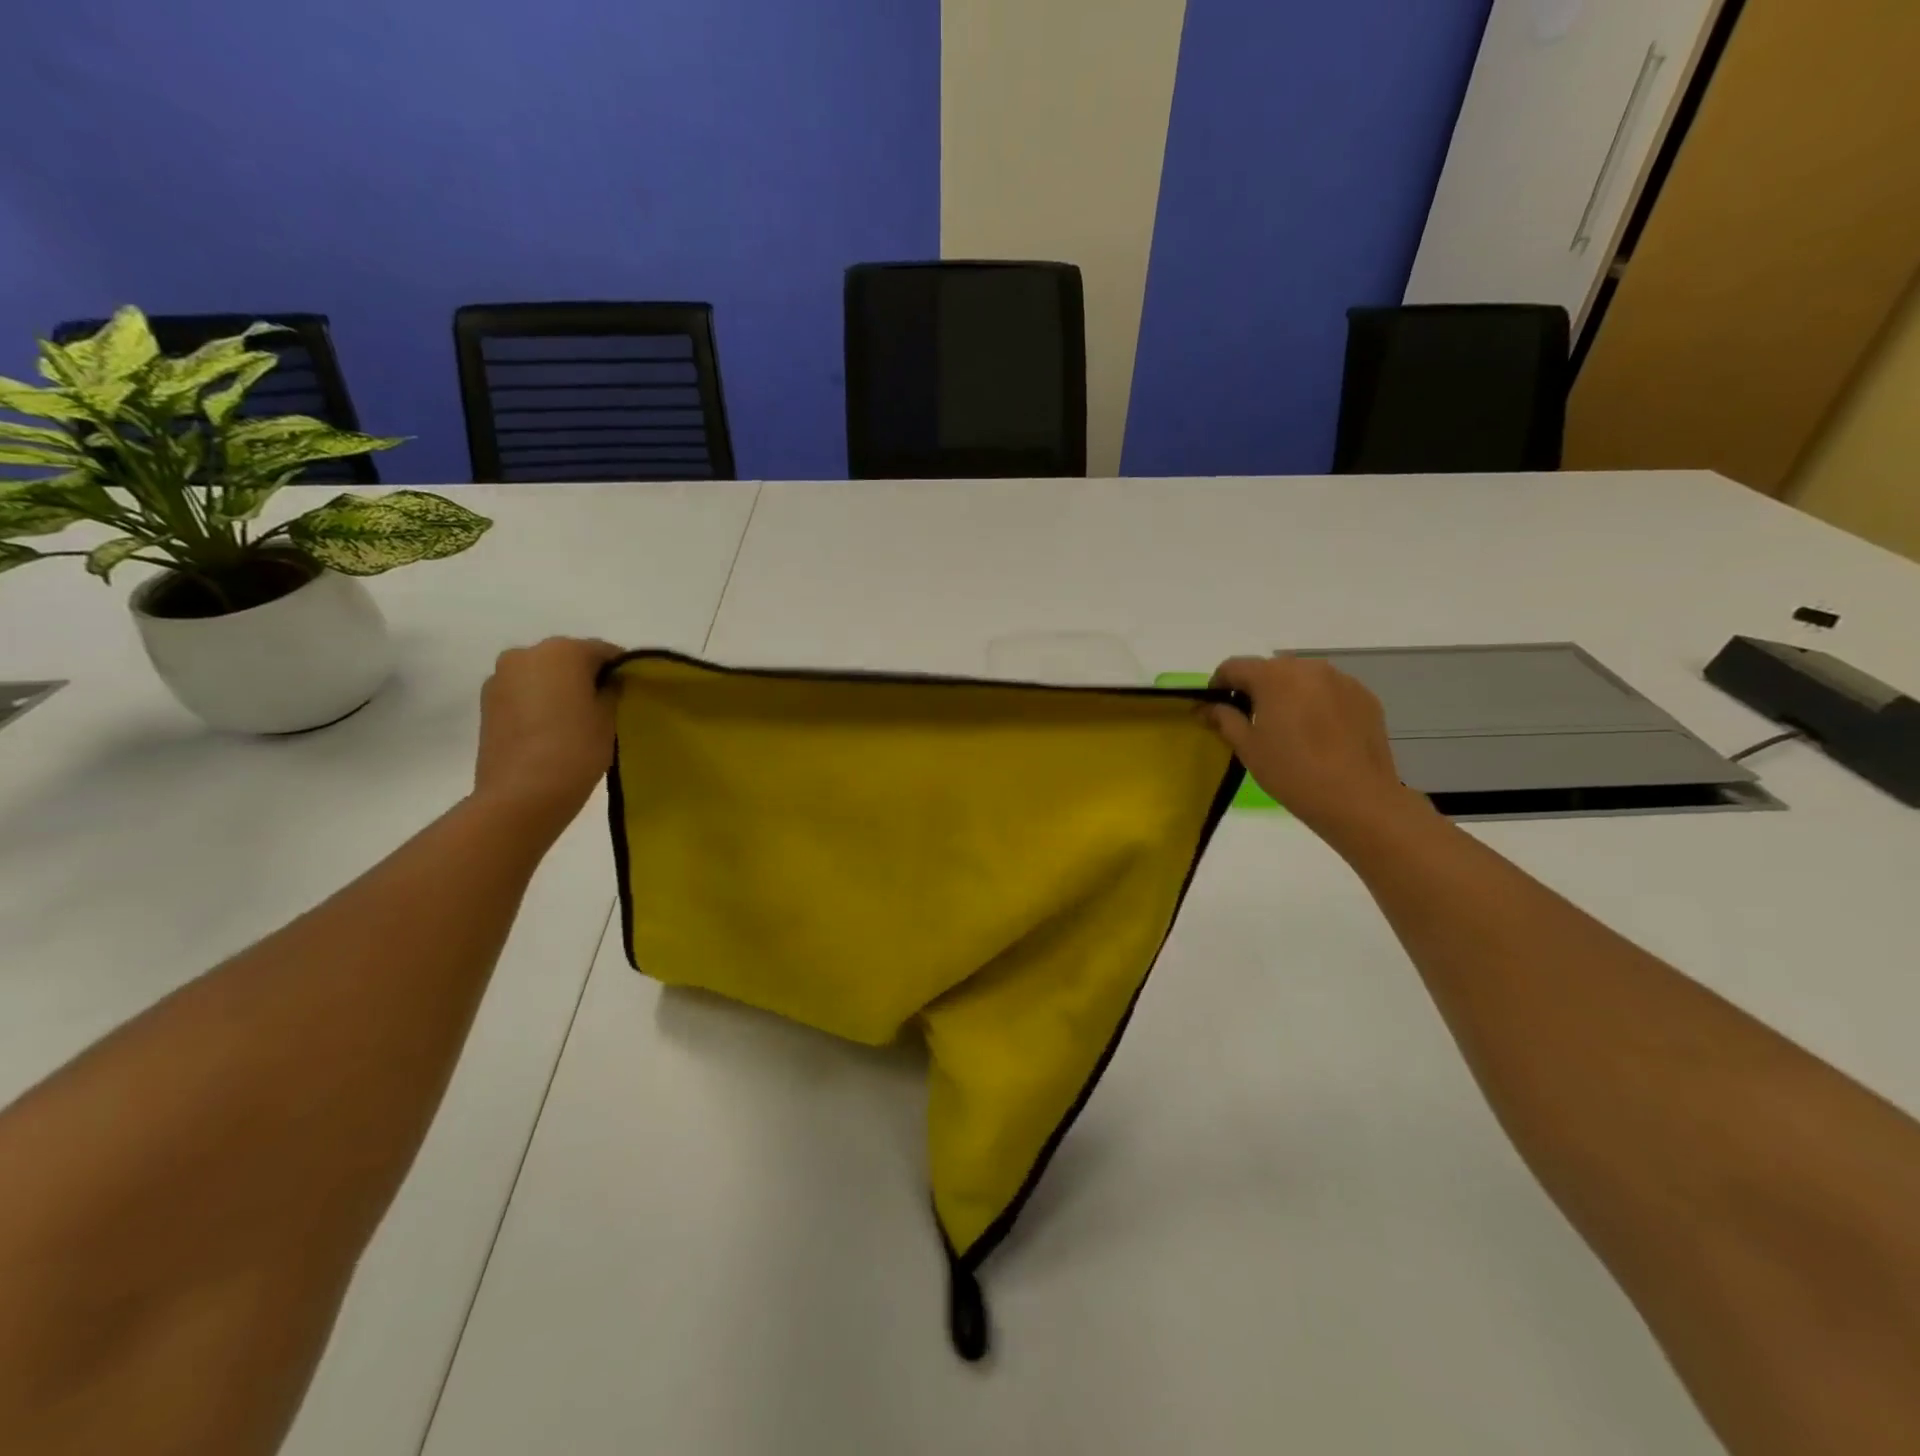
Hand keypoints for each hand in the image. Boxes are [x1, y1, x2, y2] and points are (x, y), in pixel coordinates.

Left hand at [473, 637, 623, 836]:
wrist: (521, 794)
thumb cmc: (576, 749)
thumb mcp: (609, 717)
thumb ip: (611, 690)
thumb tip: (607, 683)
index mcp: (563, 650)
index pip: (604, 651)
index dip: (621, 670)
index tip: (631, 691)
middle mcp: (526, 653)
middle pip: (568, 658)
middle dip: (587, 677)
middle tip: (605, 706)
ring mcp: (500, 677)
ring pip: (542, 675)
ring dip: (560, 689)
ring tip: (576, 721)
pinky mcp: (486, 703)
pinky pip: (523, 693)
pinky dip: (539, 702)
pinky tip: (552, 729)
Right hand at [1207, 654, 1426, 842]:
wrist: (1358, 799)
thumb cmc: (1292, 772)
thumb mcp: (1248, 747)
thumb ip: (1224, 719)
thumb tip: (1207, 707)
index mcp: (1274, 676)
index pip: (1234, 666)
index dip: (1218, 685)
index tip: (1215, 709)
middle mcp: (1309, 668)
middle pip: (1270, 669)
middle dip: (1255, 689)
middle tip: (1251, 721)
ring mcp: (1342, 680)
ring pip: (1302, 679)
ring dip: (1288, 695)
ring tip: (1288, 729)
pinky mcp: (1365, 697)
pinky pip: (1330, 692)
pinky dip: (1317, 704)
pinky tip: (1318, 735)